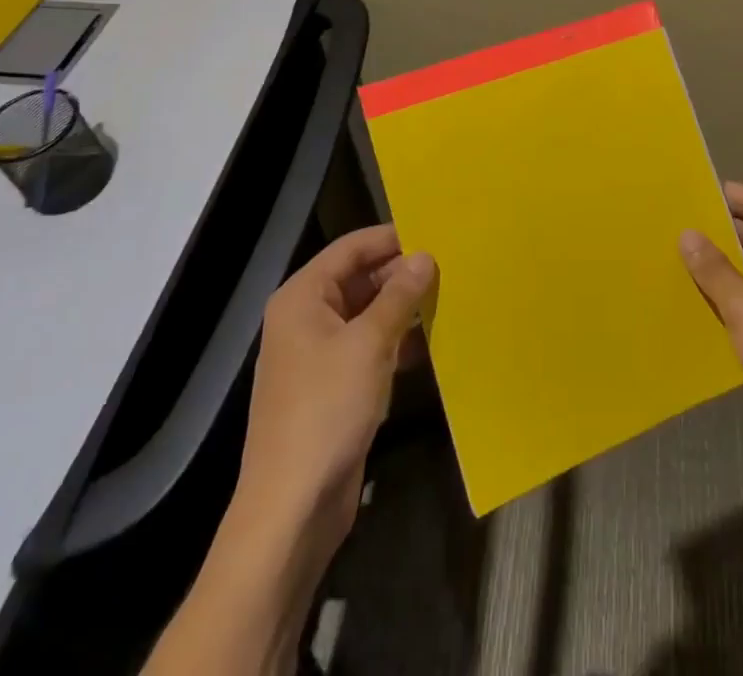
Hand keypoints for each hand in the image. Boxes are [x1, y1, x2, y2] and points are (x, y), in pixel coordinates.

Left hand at [229, 225, 435, 573]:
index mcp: (303, 297)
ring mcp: (318, 355)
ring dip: (403, 309)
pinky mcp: (334, 388)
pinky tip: (432, 344)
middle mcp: (307, 318)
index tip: (436, 234)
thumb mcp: (370, 344)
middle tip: (450, 268)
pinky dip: (397, 342)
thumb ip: (399, 296)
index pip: (351, 248)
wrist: (292, 508)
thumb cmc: (327, 410)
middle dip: (401, 275)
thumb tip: (424, 256)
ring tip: (449, 299)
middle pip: (359, 279)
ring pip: (368, 315)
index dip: (392, 238)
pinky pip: (369, 348)